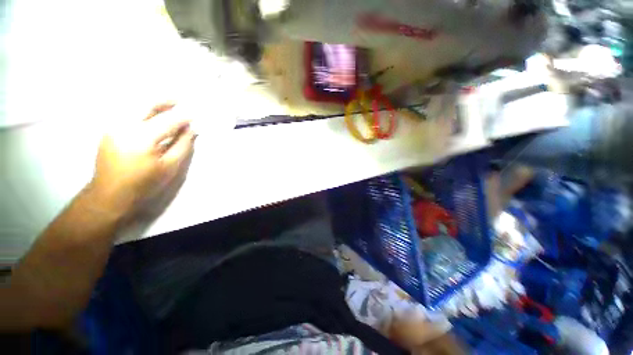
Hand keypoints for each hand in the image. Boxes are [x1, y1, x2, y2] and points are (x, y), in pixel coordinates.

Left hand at [88, 103, 195, 220]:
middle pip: (146, 103)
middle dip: (165, 100)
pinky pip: (127, 111)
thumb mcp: (170, 167)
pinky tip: (151, 114)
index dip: (184, 116)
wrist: (109, 194)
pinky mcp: (108, 129)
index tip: (196, 114)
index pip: (168, 120)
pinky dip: (142, 109)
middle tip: (180, 100)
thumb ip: (183, 145)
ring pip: (134, 104)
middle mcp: (124, 126)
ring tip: (168, 105)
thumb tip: (192, 129)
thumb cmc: (144, 183)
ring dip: (153, 103)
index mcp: (142, 138)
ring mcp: (113, 125)